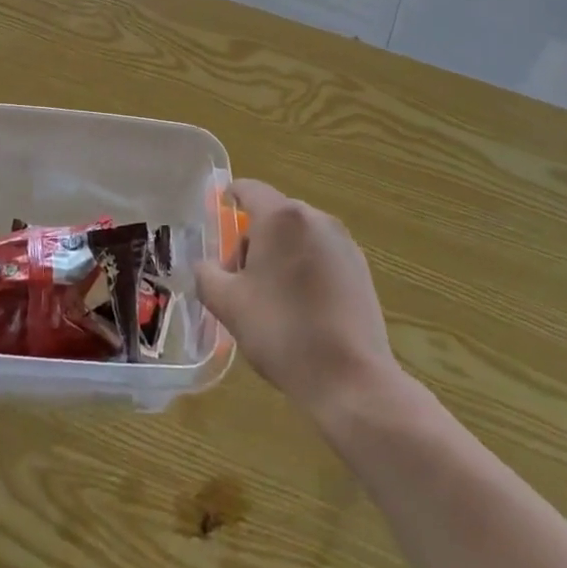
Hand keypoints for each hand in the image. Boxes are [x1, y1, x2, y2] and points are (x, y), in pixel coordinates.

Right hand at [195, 180, 399, 422]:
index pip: (249, 189)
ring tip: (270, 299)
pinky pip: (322, 255)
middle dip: (252, 240)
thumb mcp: (228, 305)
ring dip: (279, 255)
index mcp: (281, 218)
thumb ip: (206, 275)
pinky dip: (305, 269)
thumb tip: (205, 266)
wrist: (350, 379)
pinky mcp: (361, 268)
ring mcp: (343, 242)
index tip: (220, 210)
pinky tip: (301, 308)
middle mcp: (315, 218)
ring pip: (299, 236)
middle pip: (274, 216)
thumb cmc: (281, 331)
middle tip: (238, 280)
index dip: (230, 196)